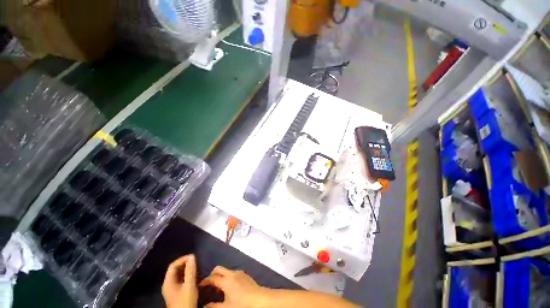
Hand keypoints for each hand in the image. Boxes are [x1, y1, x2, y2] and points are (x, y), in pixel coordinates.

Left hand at [162, 255, 197, 307]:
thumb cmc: (185, 301)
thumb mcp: (189, 285)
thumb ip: (190, 271)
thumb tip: (192, 257)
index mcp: (168, 282)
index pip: (173, 265)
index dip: (182, 259)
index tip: (193, 257)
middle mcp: (167, 284)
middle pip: (174, 269)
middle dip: (184, 263)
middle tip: (195, 261)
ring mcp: (171, 289)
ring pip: (177, 274)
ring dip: (185, 269)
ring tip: (195, 266)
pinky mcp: (175, 292)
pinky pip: (179, 279)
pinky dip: (185, 275)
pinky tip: (192, 276)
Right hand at [201, 266, 268, 307]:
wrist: (260, 299)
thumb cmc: (241, 304)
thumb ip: (214, 307)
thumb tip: (204, 306)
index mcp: (226, 281)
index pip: (212, 277)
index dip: (205, 281)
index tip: (200, 285)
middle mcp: (232, 273)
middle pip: (219, 269)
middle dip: (212, 274)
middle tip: (209, 284)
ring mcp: (239, 273)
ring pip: (226, 270)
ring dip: (221, 276)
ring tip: (219, 288)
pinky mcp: (245, 275)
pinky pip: (233, 273)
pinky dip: (228, 277)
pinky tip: (230, 287)